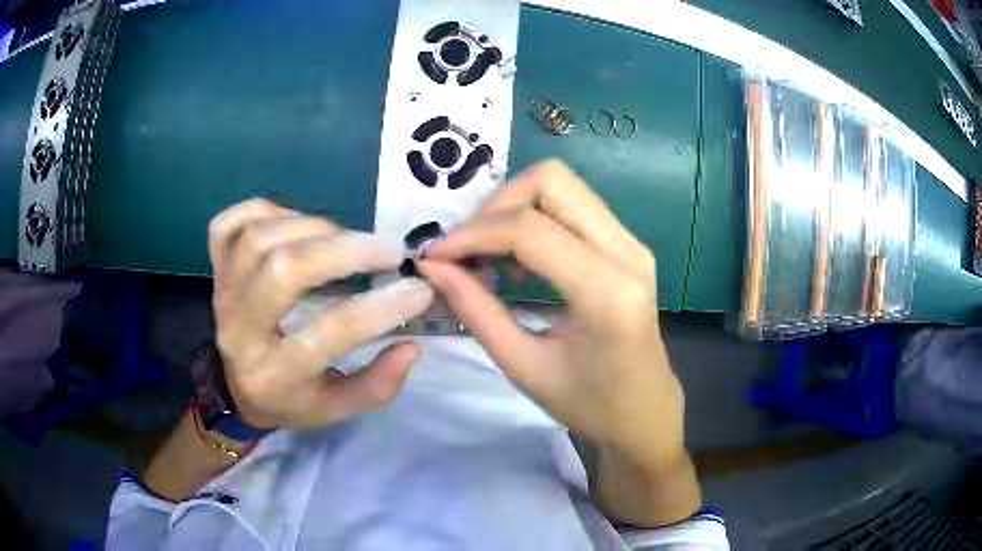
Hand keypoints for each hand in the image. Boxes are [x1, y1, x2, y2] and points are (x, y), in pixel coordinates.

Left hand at [208, 199, 433, 429]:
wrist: (234, 386)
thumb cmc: (289, 398)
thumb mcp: (334, 409)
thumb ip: (376, 387)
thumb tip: (411, 346)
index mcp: (273, 374)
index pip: (327, 334)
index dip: (378, 309)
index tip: (418, 290)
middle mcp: (239, 330)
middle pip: (283, 270)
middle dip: (344, 251)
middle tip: (388, 250)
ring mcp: (222, 292)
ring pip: (259, 238)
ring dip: (313, 227)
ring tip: (346, 239)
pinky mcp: (214, 267)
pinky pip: (230, 224)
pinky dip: (267, 211)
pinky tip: (297, 224)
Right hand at [420, 160, 685, 468]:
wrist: (645, 412)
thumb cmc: (589, 404)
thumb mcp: (523, 366)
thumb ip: (476, 310)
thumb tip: (434, 266)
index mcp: (607, 292)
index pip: (529, 230)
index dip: (473, 234)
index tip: (437, 255)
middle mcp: (627, 253)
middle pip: (551, 181)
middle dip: (497, 205)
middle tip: (468, 247)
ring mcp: (633, 243)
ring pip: (563, 185)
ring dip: (515, 206)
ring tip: (488, 251)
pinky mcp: (629, 244)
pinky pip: (575, 205)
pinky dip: (536, 216)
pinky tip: (519, 255)